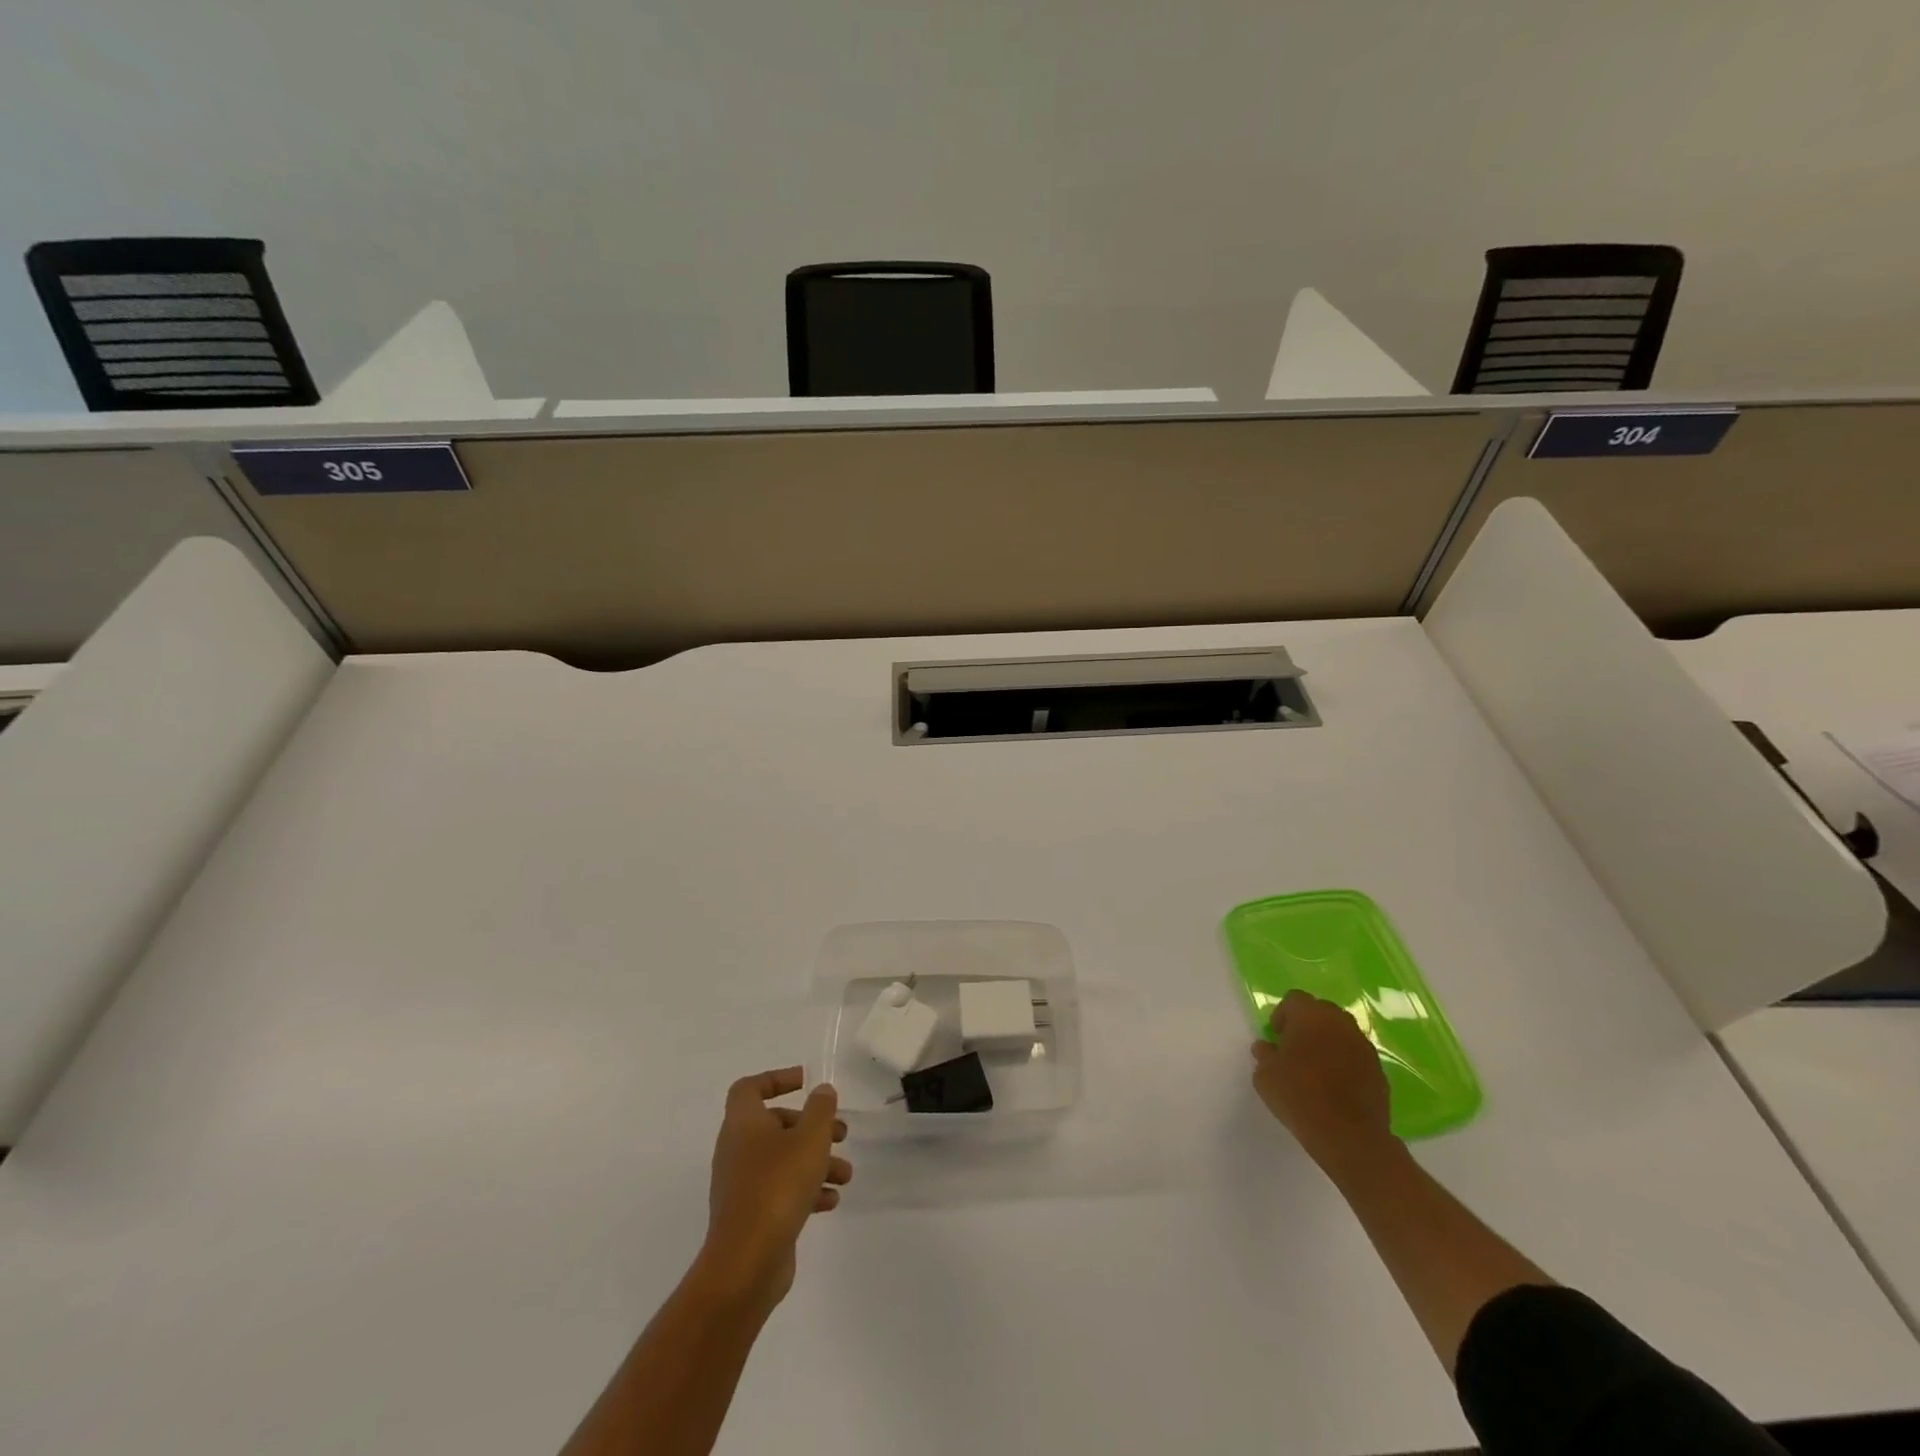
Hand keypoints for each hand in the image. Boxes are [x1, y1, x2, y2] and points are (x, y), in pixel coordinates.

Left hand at [701, 1068, 851, 1313]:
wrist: (746, 1263)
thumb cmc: (778, 1186)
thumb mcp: (810, 1138)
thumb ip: (820, 1109)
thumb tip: (822, 1091)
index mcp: (743, 1123)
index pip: (750, 1087)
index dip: (777, 1079)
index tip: (807, 1083)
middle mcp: (737, 1149)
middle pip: (775, 1124)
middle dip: (811, 1126)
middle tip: (841, 1133)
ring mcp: (742, 1185)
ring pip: (782, 1159)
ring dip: (816, 1161)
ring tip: (846, 1174)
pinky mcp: (751, 1215)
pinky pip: (780, 1190)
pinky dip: (806, 1190)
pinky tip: (831, 1200)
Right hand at [1251, 991, 1394, 1169]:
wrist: (1348, 1136)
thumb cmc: (1299, 1096)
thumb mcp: (1265, 1075)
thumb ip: (1264, 1054)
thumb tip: (1267, 1047)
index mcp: (1310, 1016)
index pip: (1294, 1000)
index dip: (1282, 1015)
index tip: (1277, 1037)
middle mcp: (1340, 1023)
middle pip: (1321, 1012)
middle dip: (1308, 1025)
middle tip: (1295, 1049)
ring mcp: (1363, 1046)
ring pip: (1341, 1033)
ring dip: (1329, 1043)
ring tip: (1316, 1069)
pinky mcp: (1379, 1070)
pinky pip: (1356, 1056)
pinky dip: (1345, 1063)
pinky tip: (1335, 1086)